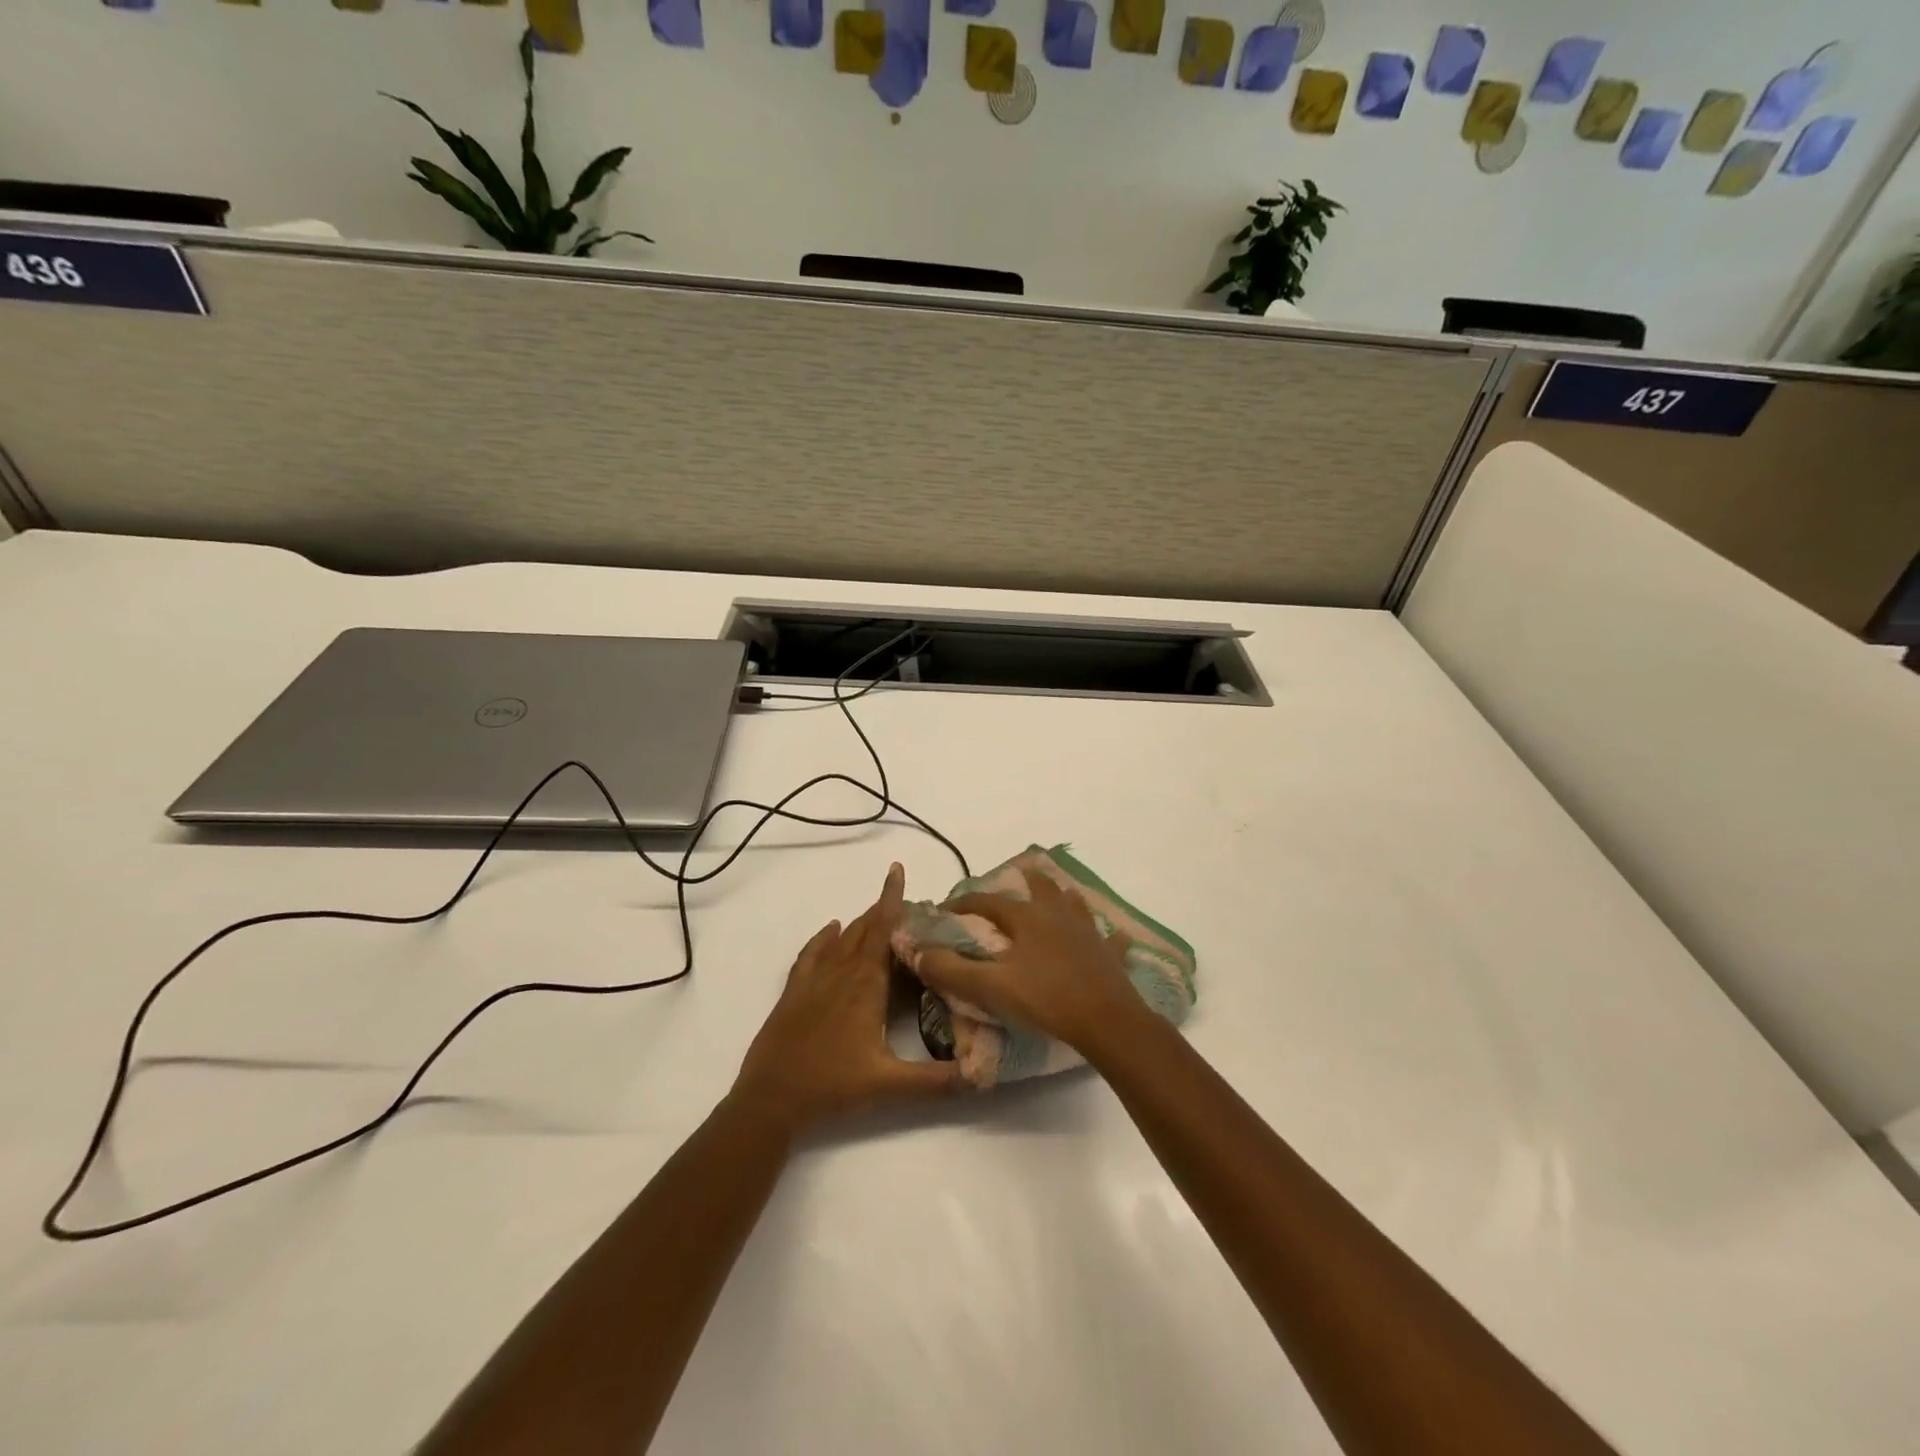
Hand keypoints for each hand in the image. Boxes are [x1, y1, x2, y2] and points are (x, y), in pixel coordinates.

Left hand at [731, 863, 963, 1134]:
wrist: (770, 1100)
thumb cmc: (832, 1087)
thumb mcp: (890, 1087)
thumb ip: (937, 1081)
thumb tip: (982, 1076)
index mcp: (865, 985)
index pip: (882, 930)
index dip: (892, 898)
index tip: (897, 869)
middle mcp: (841, 972)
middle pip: (865, 929)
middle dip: (885, 911)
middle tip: (909, 904)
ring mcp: (814, 980)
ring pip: (841, 939)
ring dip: (861, 923)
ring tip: (879, 914)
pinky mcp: (794, 992)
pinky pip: (812, 953)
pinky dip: (824, 937)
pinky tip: (832, 930)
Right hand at [912, 869, 1144, 1054]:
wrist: (1106, 1021)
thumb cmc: (1045, 999)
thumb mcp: (991, 988)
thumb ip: (952, 971)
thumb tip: (919, 954)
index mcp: (1026, 918)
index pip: (986, 902)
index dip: (962, 904)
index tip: (945, 912)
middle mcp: (1057, 914)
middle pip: (1039, 887)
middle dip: (1022, 882)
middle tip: (1011, 883)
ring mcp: (1087, 931)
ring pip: (1073, 903)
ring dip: (1061, 898)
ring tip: (1054, 898)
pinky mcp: (1109, 953)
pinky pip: (1109, 938)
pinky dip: (1106, 935)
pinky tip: (1110, 936)